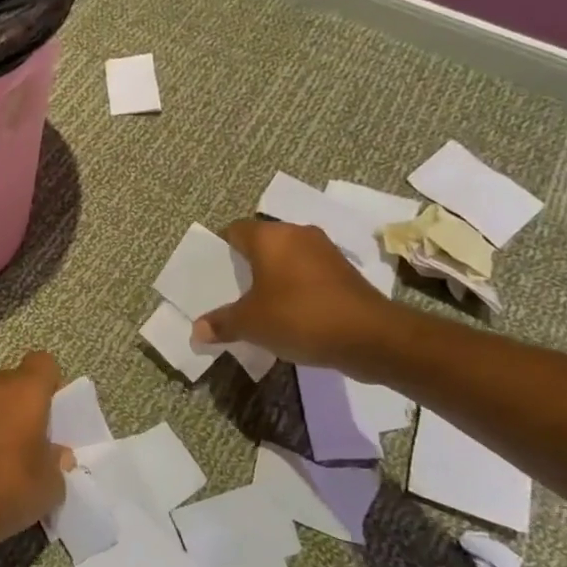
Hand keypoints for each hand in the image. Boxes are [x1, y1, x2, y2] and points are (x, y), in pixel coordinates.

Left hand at [0, 351, 71, 560]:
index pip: (42, 362)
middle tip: (28, 434)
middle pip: (11, 379)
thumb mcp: (52, 485)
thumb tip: (55, 453)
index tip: (51, 409)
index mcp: (24, 394)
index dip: (49, 381)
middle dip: (21, 400)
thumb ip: (57, 461)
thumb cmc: (11, 492)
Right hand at [194, 219, 405, 373]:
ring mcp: (325, 251)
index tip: (214, 273)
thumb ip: (222, 323)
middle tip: (232, 291)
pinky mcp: (344, 271)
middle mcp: (298, 234)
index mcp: (270, 237)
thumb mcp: (251, 324)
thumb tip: (197, 330)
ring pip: (287, 257)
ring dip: (274, 276)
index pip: (235, 230)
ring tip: (260, 304)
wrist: (369, 336)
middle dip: (247, 265)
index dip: (221, 249)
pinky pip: (308, 273)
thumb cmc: (299, 317)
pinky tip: (291, 312)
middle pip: (262, 243)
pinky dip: (296, 287)